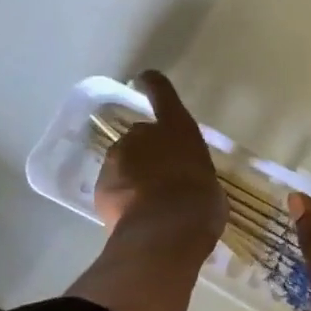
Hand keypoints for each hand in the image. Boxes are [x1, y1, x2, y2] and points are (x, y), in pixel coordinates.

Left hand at [93, 71, 225, 255]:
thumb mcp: (210, 185)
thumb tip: (191, 187)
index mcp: (177, 128)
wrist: (165, 231)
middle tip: (162, 180)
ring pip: (123, 162)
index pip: (162, 93)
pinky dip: (120, 198)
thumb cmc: (201, 203)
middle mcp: (143, 134)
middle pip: (141, 136)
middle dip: (147, 153)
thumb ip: (195, 175)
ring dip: (133, 176)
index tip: (144, 79)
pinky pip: (112, 188)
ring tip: (148, 205)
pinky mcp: (101, 185)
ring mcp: (118, 158)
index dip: (153, 84)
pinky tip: (134, 218)